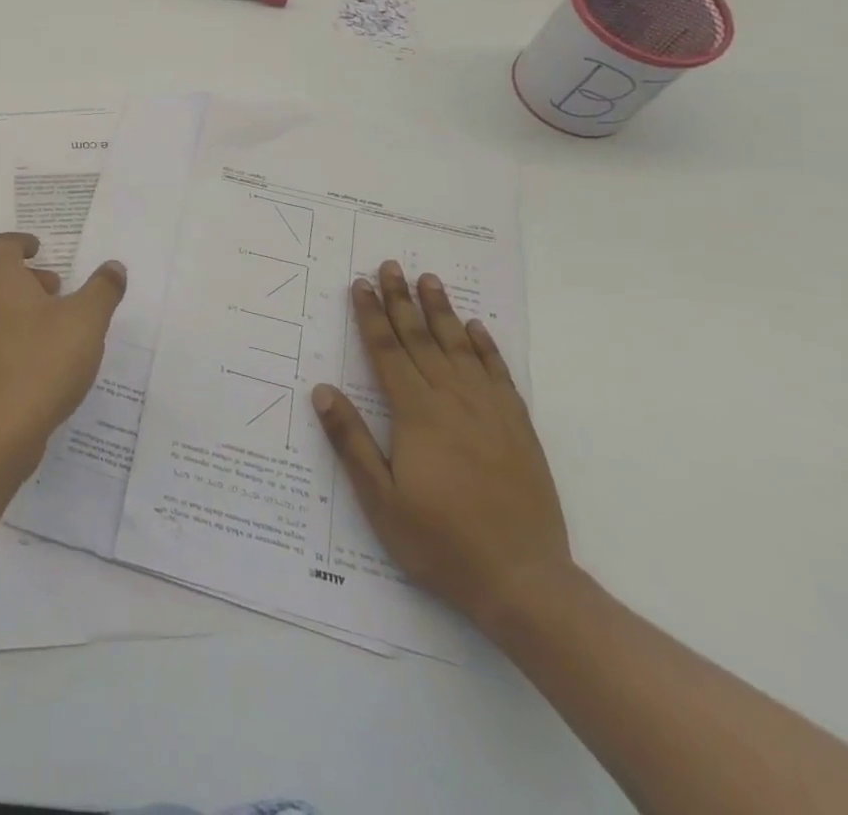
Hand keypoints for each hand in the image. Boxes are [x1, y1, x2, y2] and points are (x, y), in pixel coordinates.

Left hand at [0, 233, 126, 475]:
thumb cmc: (41, 361)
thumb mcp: (86, 321)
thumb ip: (102, 290)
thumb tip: (114, 267)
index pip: (3, 245)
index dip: (22, 243)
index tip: (41, 249)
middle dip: (27, 279)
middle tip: (56, 291)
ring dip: (18, 311)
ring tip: (52, 330)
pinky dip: (8, 341)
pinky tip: (35, 365)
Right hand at [311, 261, 571, 632]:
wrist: (524, 581)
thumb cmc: (441, 542)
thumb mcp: (381, 500)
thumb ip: (351, 441)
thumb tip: (323, 390)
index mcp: (416, 414)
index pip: (387, 351)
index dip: (371, 315)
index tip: (360, 284)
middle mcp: (452, 400)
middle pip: (421, 339)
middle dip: (402, 300)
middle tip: (390, 265)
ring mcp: (490, 412)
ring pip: (460, 348)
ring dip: (442, 311)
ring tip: (430, 279)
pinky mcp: (517, 428)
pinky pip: (499, 375)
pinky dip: (486, 347)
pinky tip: (477, 328)